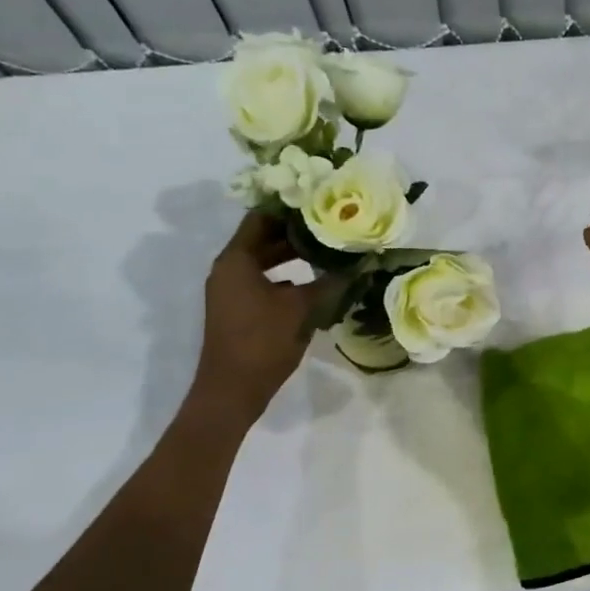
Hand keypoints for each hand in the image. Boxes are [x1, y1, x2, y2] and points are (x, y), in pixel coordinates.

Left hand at [189, 214, 320, 424]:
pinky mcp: (240, 309)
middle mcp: (230, 269)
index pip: (261, 217)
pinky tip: (316, 281)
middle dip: (296, 231)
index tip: (319, 200)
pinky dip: (288, 277)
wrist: (232, 391)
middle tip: (332, 224)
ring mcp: (232, 290)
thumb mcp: (301, 308)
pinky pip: (265, 281)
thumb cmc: (262, 341)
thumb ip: (330, 282)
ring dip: (294, 255)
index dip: (289, 207)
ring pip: (266, 261)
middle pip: (263, 238)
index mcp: (236, 260)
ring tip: (329, 249)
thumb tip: (360, 263)